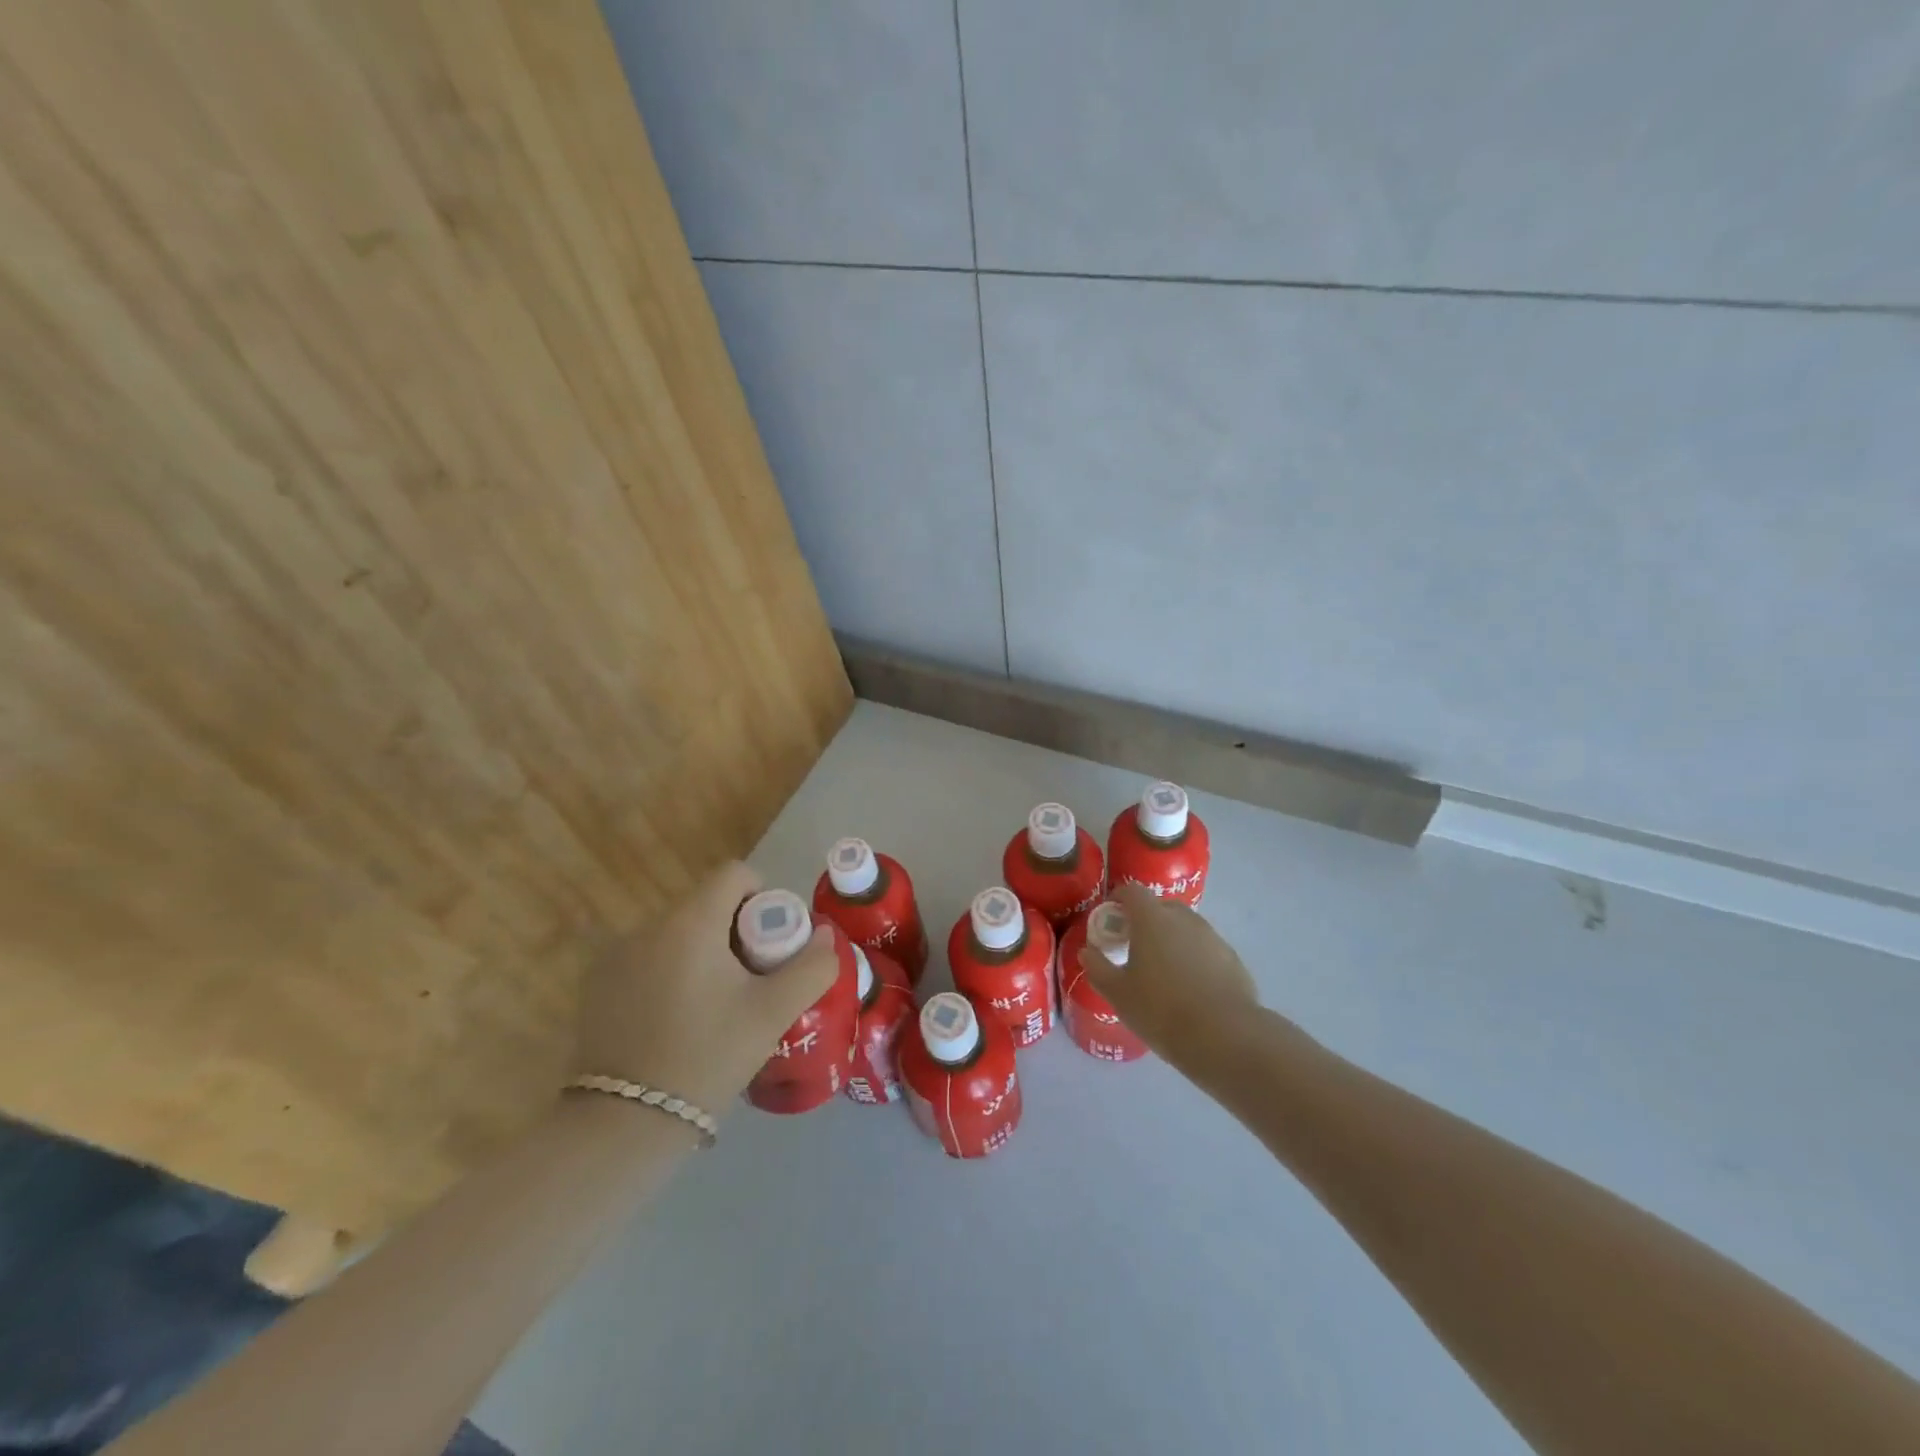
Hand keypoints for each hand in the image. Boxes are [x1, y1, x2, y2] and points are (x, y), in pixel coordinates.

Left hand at [573, 862, 838, 1114]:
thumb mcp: (774, 1012)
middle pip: (707, 904)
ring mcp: (616, 953)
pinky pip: (650, 957)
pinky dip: (672, 970)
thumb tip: (824, 935)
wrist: (625, 1122)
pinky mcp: (598, 983)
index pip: (735, 874)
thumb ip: (812, 966)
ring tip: (715, 1005)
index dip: (763, 898)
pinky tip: (677, 1018)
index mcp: (691, 921)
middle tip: (751, 981)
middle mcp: (648, 925)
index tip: (771, 944)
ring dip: (704, 951)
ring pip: (678, 932)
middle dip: (736, 931)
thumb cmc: (708, 1056)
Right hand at [1077, 882, 1261, 1068]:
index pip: (1132, 891)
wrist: (1224, 1037)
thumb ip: (1098, 967)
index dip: (1119, 899)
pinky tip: (1191, 988)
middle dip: (1146, 920)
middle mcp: (1184, 919)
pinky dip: (1194, 958)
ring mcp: (1212, 937)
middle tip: (1135, 947)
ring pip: (1186, 928)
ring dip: (1172, 939)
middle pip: (1161, 907)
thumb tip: (1088, 951)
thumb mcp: (1118, 993)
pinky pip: (1205, 949)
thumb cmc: (1161, 1010)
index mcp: (1152, 919)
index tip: (1111, 918)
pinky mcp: (1232, 959)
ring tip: (1164, 971)